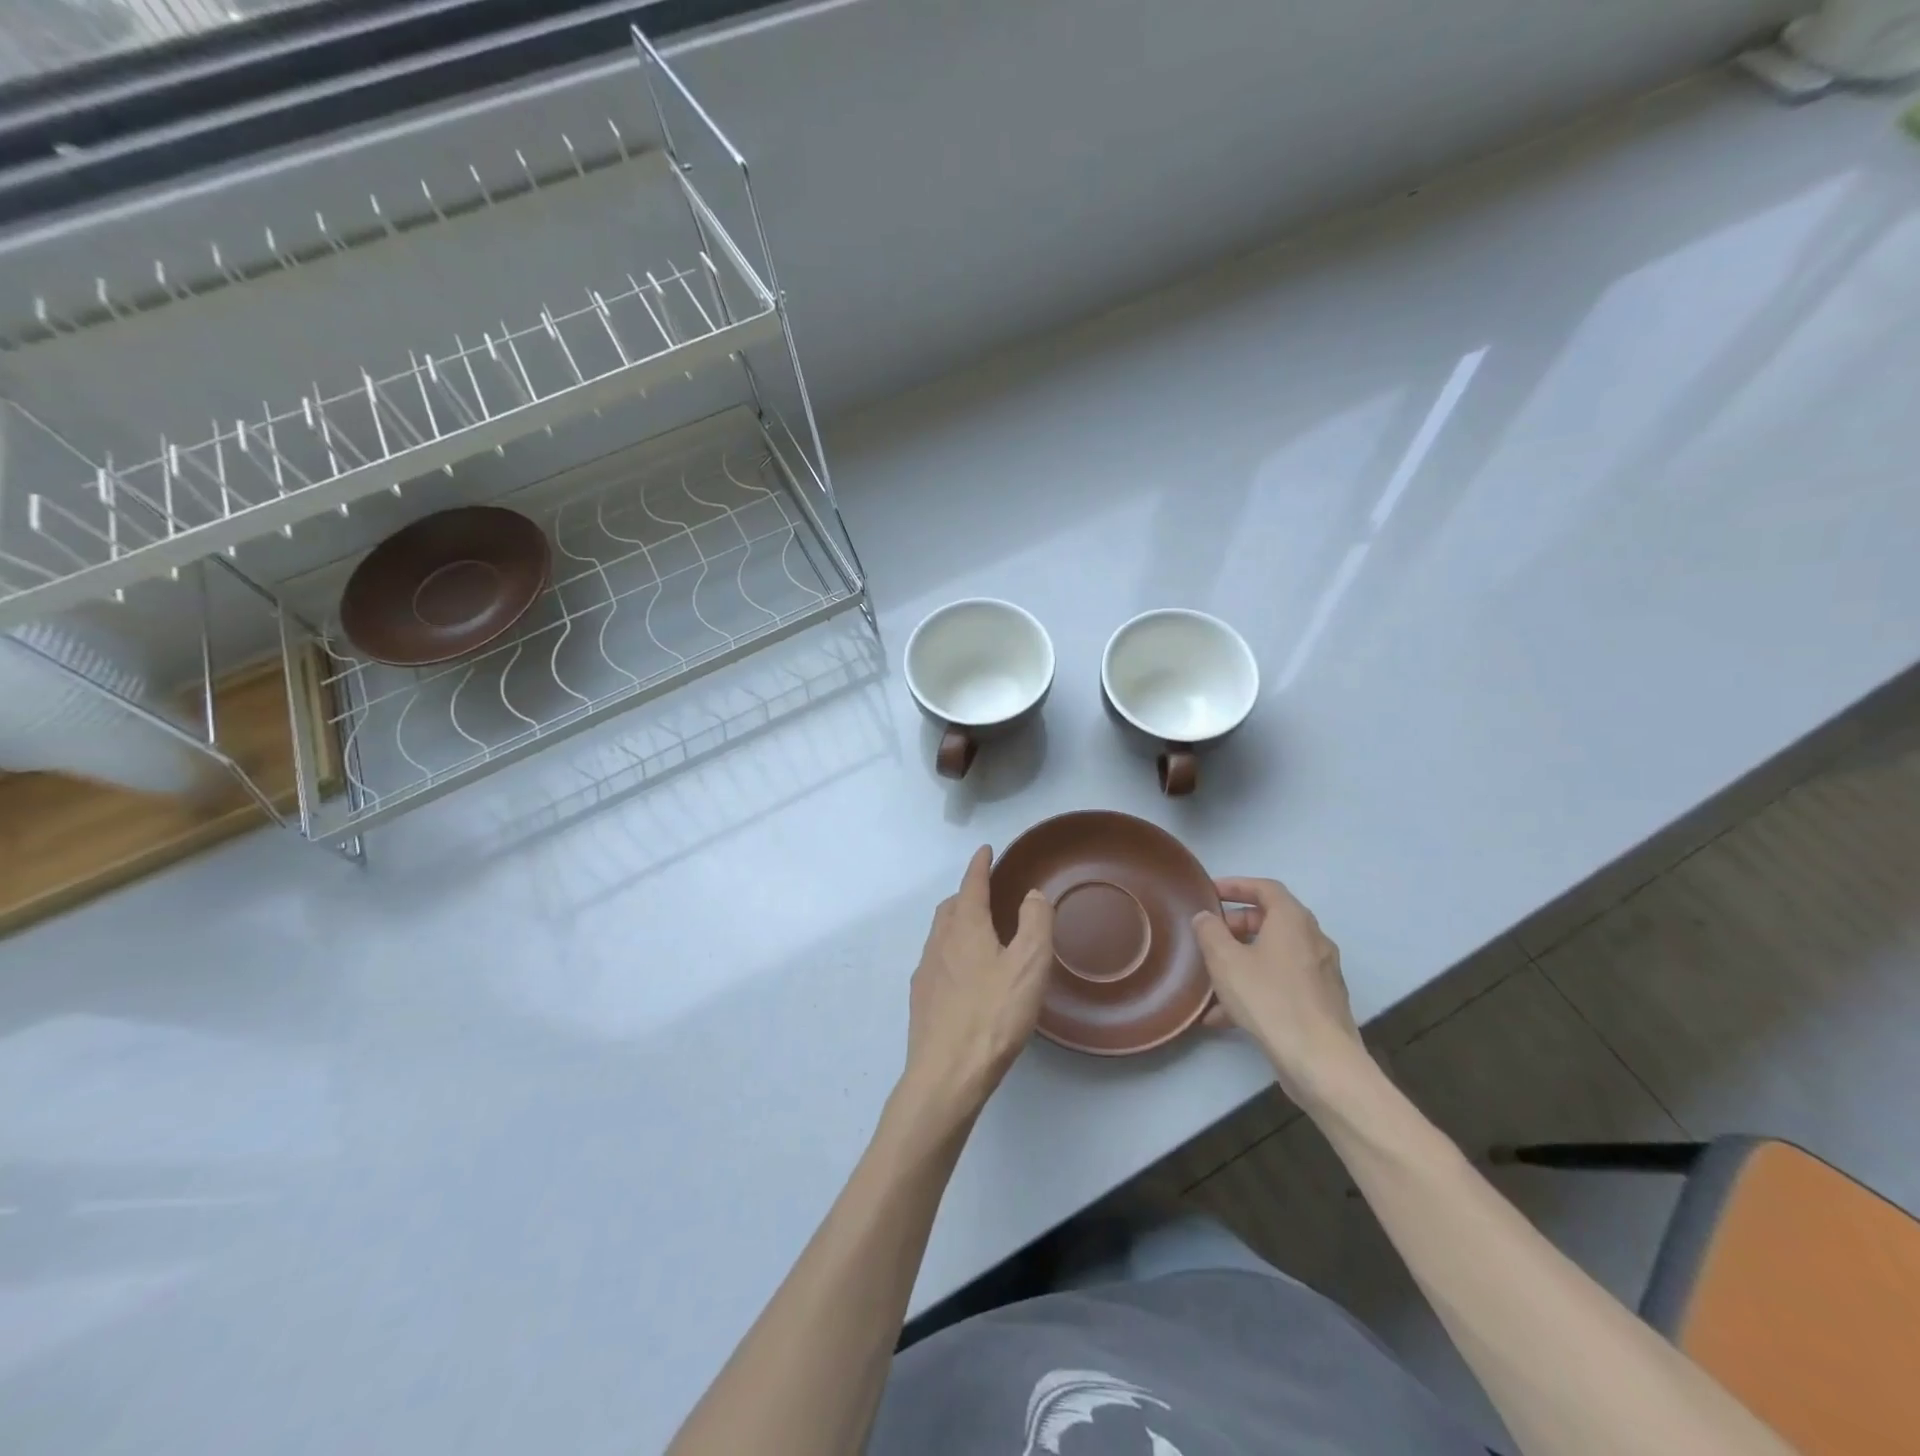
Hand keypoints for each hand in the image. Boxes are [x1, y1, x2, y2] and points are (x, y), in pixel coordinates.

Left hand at [902, 846, 1053, 1117]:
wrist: (947, 1074)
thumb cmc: (993, 1015)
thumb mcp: (1029, 965)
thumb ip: (1035, 923)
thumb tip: (1031, 894)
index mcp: (965, 928)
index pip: (972, 884)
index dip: (980, 865)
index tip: (985, 850)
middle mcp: (939, 942)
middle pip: (951, 907)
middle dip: (968, 893)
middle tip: (988, 893)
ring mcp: (926, 972)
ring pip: (940, 933)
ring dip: (958, 922)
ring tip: (978, 931)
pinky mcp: (922, 999)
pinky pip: (937, 960)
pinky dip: (952, 950)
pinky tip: (964, 974)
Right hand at [1193, 877, 1367, 1105]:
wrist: (1320, 1061)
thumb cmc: (1269, 999)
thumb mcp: (1225, 961)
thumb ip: (1210, 932)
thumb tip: (1205, 918)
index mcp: (1293, 921)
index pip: (1265, 888)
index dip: (1236, 885)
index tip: (1210, 892)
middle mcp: (1313, 940)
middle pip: (1272, 920)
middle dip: (1237, 925)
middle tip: (1210, 935)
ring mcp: (1321, 973)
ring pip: (1275, 955)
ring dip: (1243, 959)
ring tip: (1212, 977)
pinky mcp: (1321, 1003)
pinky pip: (1282, 983)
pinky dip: (1256, 987)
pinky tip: (1225, 1015)